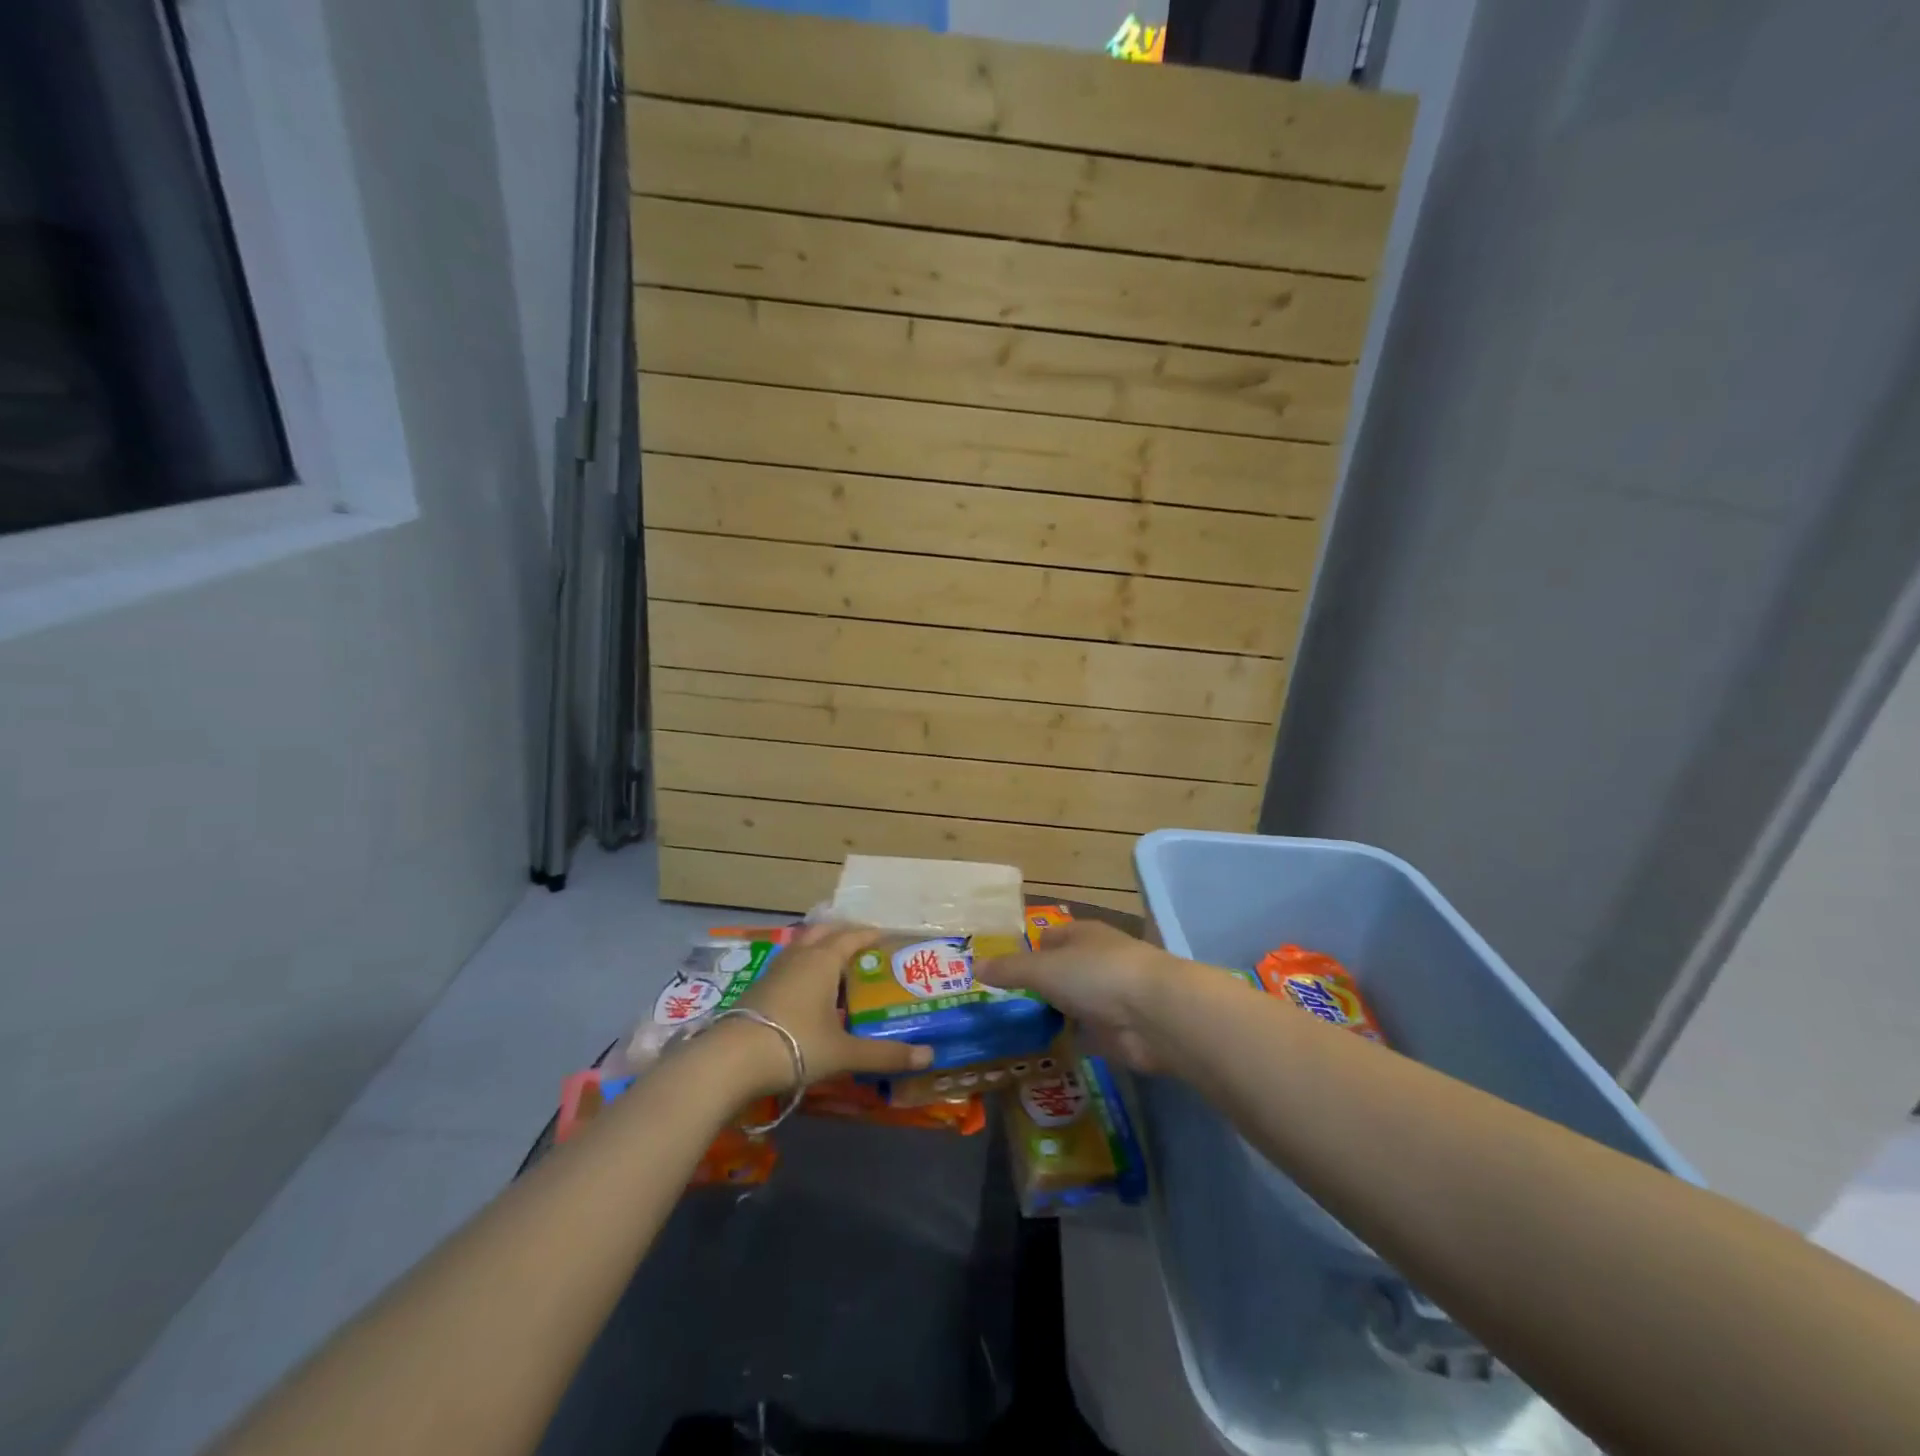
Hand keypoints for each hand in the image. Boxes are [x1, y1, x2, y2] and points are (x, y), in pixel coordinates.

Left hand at [730, 922, 934, 1093]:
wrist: (729, 1061)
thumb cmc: (794, 1045)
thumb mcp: (843, 1052)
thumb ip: (884, 1054)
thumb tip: (928, 1056)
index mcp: (823, 960)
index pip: (852, 937)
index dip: (871, 935)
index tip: (887, 937)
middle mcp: (799, 956)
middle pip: (823, 932)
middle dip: (843, 934)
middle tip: (863, 946)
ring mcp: (774, 970)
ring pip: (802, 946)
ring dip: (820, 948)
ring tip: (837, 965)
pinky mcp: (758, 988)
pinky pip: (789, 965)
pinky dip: (804, 967)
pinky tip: (808, 991)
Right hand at [977, 920, 1181, 1073]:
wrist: (1154, 1015)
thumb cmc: (1096, 975)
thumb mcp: (1043, 969)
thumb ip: (1009, 970)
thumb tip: (973, 965)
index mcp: (1082, 935)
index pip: (1048, 938)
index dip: (1026, 952)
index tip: (999, 973)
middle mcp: (1096, 961)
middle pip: (1060, 972)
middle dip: (1036, 987)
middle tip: (998, 1007)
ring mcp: (1109, 997)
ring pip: (1071, 1004)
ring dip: (1053, 1015)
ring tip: (1013, 1031)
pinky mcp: (1116, 1031)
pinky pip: (1084, 1034)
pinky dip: (1068, 1041)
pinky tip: (1042, 1051)